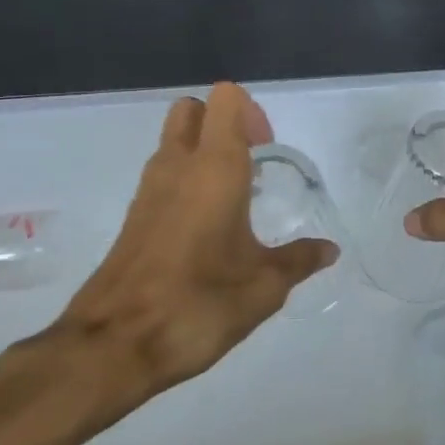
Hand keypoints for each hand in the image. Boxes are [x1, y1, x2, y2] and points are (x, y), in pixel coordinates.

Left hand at [26, 83, 336, 408]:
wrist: (115, 345)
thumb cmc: (198, 303)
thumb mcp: (264, 286)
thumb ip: (299, 260)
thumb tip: (329, 249)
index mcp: (213, 168)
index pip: (225, 99)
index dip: (251, 113)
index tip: (268, 151)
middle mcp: (176, 166)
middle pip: (193, 109)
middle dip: (224, 122)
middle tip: (253, 163)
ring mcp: (148, 190)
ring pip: (174, 141)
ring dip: (204, 151)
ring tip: (237, 198)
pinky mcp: (133, 217)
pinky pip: (164, 175)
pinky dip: (187, 180)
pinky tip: (210, 228)